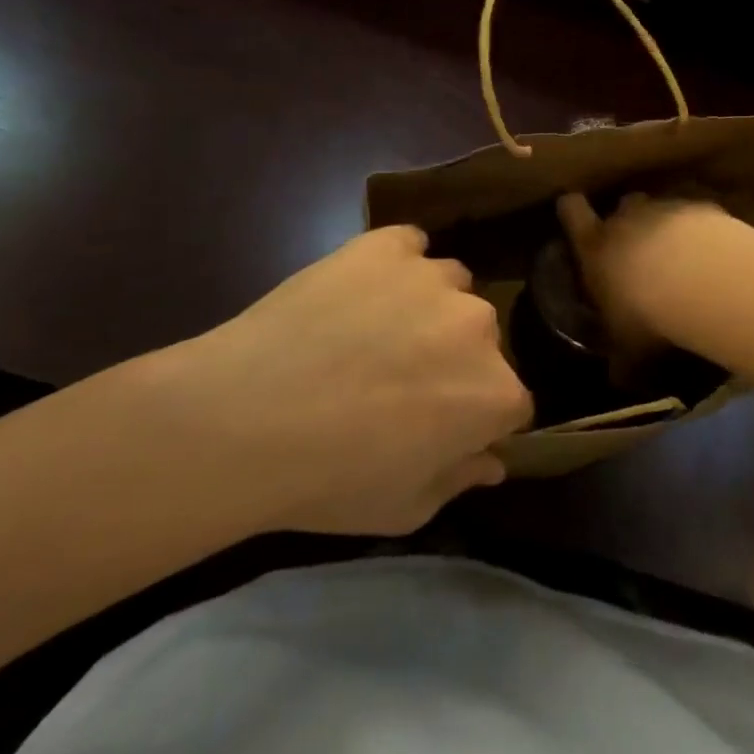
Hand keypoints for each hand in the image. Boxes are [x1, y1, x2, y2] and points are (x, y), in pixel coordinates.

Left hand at [130, 226, 530, 536]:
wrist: (244, 417)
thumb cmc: (328, 479)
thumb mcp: (403, 509)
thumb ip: (459, 480)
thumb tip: (491, 462)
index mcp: (494, 392)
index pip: (510, 403)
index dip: (476, 418)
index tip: (441, 428)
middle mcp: (480, 325)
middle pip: (482, 340)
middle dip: (453, 359)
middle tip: (398, 380)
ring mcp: (434, 277)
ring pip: (450, 287)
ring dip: (427, 307)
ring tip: (374, 330)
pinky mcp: (389, 244)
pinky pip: (409, 245)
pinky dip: (395, 263)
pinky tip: (359, 287)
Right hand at [556, 192, 732, 362]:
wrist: (700, 279)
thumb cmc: (646, 314)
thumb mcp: (628, 349)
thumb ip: (622, 359)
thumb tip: (619, 379)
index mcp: (594, 246)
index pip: (571, 211)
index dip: (572, 211)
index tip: (576, 214)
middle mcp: (626, 218)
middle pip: (622, 204)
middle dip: (629, 220)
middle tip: (639, 248)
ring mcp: (665, 208)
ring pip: (661, 207)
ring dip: (667, 226)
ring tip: (681, 255)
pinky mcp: (703, 207)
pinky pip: (697, 214)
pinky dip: (701, 229)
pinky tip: (712, 253)